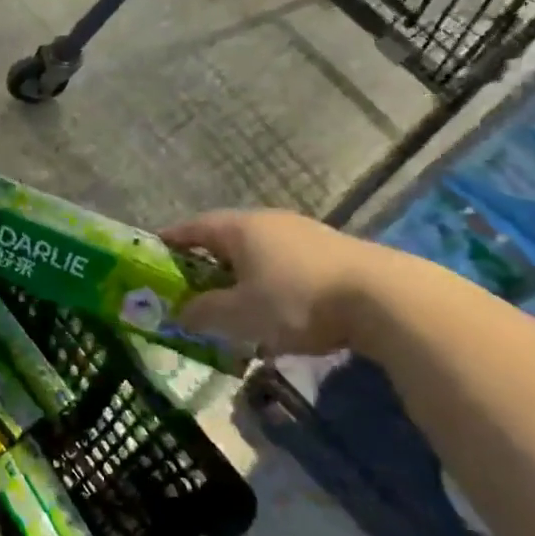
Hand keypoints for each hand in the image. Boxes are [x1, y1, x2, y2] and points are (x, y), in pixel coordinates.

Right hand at [160, 208, 387, 357]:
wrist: (381, 298)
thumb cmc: (296, 300)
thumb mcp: (240, 314)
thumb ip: (204, 312)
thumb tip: (178, 312)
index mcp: (239, 227)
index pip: (193, 227)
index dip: (171, 241)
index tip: (153, 255)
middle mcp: (267, 221)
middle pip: (224, 238)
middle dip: (204, 262)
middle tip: (189, 287)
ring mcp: (302, 233)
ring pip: (256, 251)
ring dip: (238, 274)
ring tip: (231, 303)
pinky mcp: (329, 252)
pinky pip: (283, 263)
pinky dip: (267, 281)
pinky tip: (275, 308)